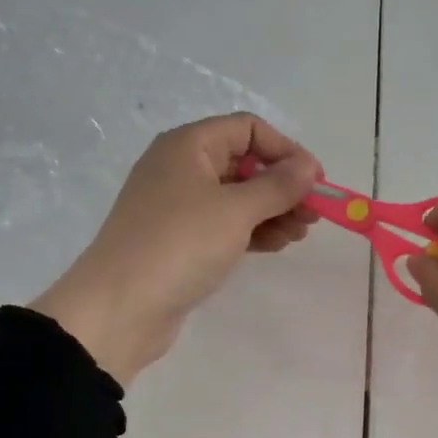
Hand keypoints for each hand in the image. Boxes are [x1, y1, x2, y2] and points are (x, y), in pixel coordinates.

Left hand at [30, 113, 320, 384]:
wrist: (121, 307)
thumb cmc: (180, 245)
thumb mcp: (236, 210)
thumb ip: (278, 186)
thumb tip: (308, 167)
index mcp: (189, 146)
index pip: (248, 130)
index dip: (286, 150)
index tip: (316, 181)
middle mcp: (182, 168)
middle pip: (245, 164)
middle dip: (283, 186)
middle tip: (314, 214)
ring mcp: (179, 206)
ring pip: (238, 198)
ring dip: (273, 211)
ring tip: (300, 234)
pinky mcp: (181, 240)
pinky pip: (225, 225)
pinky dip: (253, 231)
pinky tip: (277, 245)